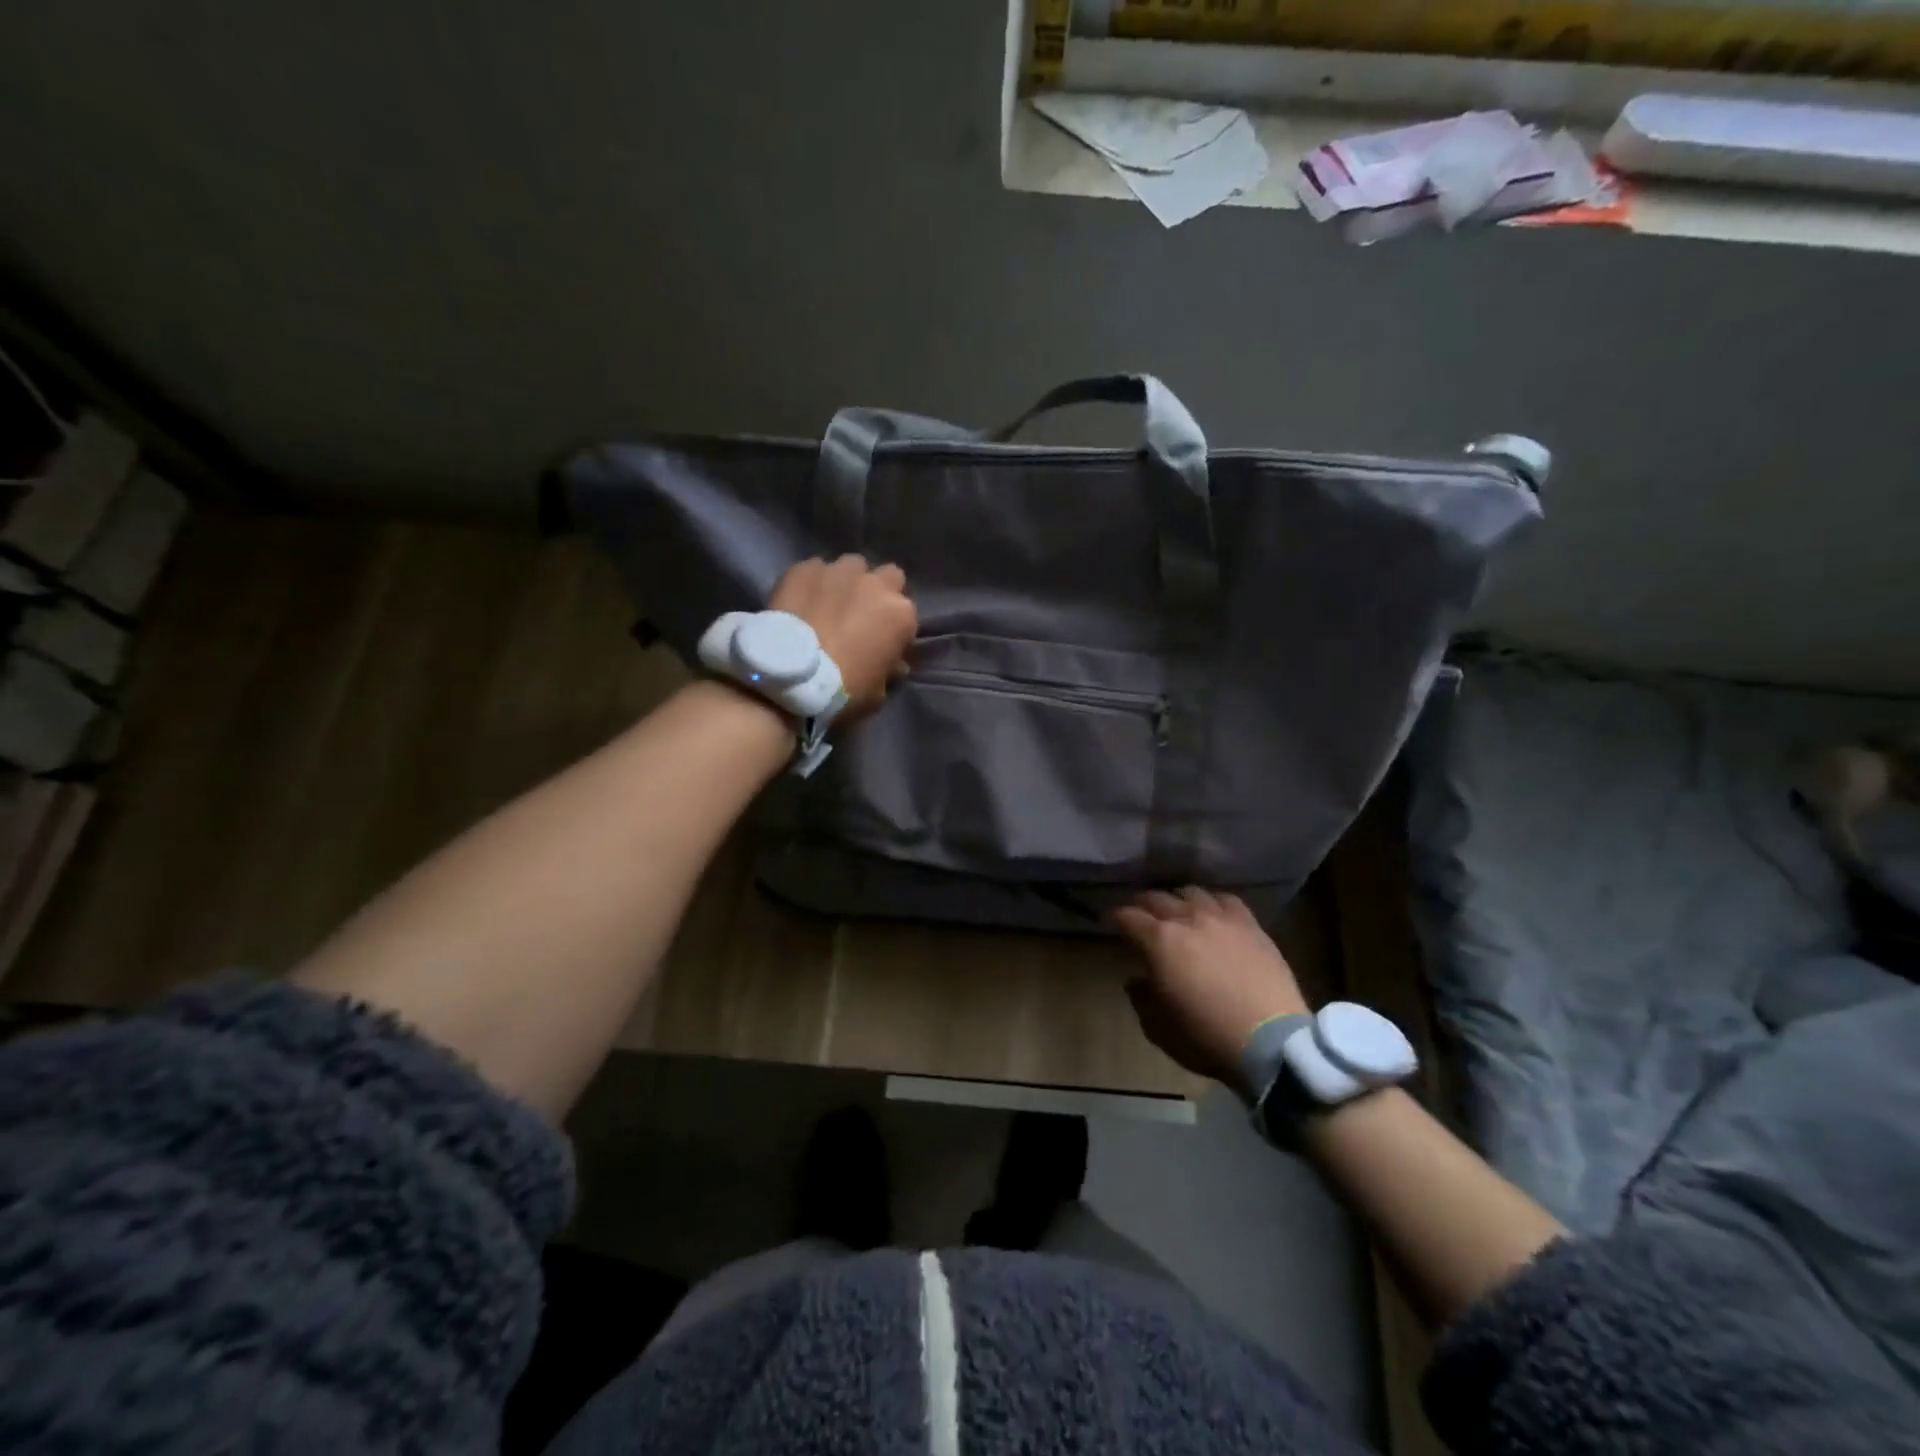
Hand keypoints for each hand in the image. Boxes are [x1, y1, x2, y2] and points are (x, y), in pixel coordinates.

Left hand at [769, 555, 917, 720]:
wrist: (790, 677)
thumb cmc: (844, 690)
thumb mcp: (878, 693)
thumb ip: (889, 670)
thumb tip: (894, 664)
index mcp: (901, 614)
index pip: (908, 615)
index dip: (895, 629)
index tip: (882, 643)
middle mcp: (875, 584)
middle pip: (888, 576)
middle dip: (878, 591)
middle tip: (861, 614)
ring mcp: (839, 571)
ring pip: (851, 566)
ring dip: (846, 582)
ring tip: (829, 603)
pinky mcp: (804, 568)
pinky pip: (814, 570)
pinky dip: (812, 583)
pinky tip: (801, 601)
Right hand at [1111, 889, 1309, 1091]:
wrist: (1272, 1042)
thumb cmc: (1207, 1038)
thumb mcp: (1159, 1029)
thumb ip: (1141, 999)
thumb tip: (1136, 980)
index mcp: (1159, 941)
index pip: (1128, 916)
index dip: (1115, 917)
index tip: (1109, 921)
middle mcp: (1187, 919)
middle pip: (1157, 898)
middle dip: (1142, 904)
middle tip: (1138, 915)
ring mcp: (1222, 918)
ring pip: (1191, 892)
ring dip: (1177, 899)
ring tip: (1176, 910)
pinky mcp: (1251, 925)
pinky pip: (1226, 899)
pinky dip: (1212, 901)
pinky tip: (1212, 911)